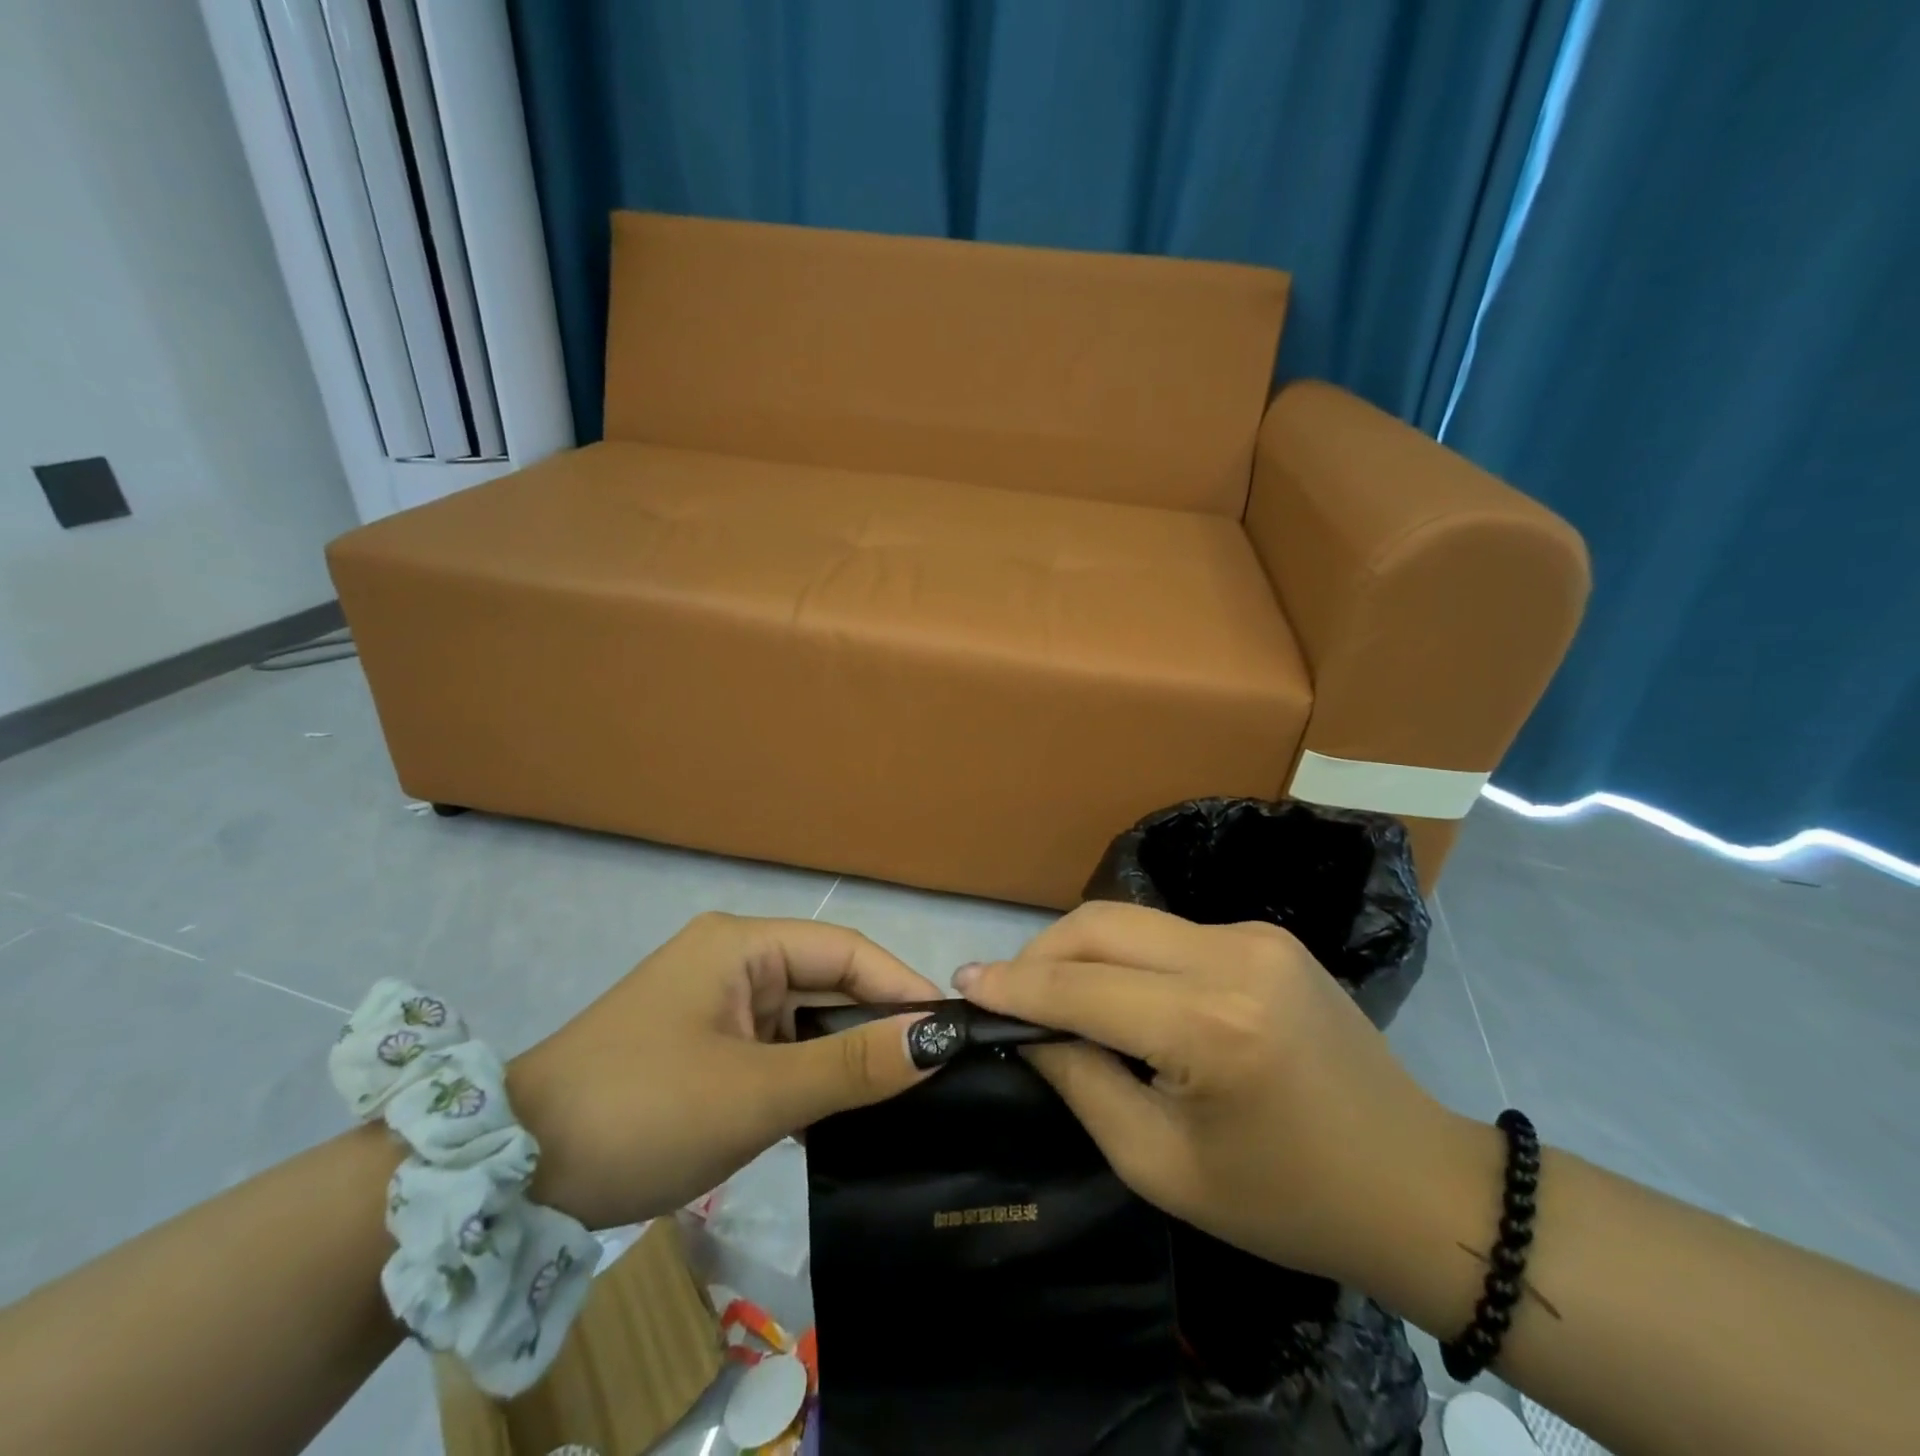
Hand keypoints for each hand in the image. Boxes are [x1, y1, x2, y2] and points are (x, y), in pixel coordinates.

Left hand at [508, 911, 941, 1229]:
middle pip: (825, 983)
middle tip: (933, 1075)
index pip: (844, 951)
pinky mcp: (703, 1047)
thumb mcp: (758, 1092)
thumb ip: (853, 1064)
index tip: (951, 1031)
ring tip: (897, 1100)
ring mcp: (714, 1005)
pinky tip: (837, 1118)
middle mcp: (731, 961)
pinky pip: (775, 1051)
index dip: (900, 986)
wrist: (511, 1181)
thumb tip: (939, 1038)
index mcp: (741, 944)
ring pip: (803, 1021)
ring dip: (841, 1058)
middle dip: (874, 1026)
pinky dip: (806, 1079)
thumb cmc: (643, 1112)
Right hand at [954, 902, 1495, 1287]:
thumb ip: (1083, 1084)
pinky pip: (1169, 933)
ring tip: (1054, 996)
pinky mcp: (1265, 934)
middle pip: (1102, 924)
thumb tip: (1029, 1030)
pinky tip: (1121, 995)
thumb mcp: (1163, 1166)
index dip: (1015, 986)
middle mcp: (1232, 956)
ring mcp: (1254, 935)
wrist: (1417, 1184)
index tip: (963, 984)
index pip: (1083, 987)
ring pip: (1132, 920)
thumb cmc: (1287, 1200)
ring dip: (1081, 952)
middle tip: (1005, 994)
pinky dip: (1127, 956)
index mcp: (1211, 1026)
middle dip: (1041, 954)